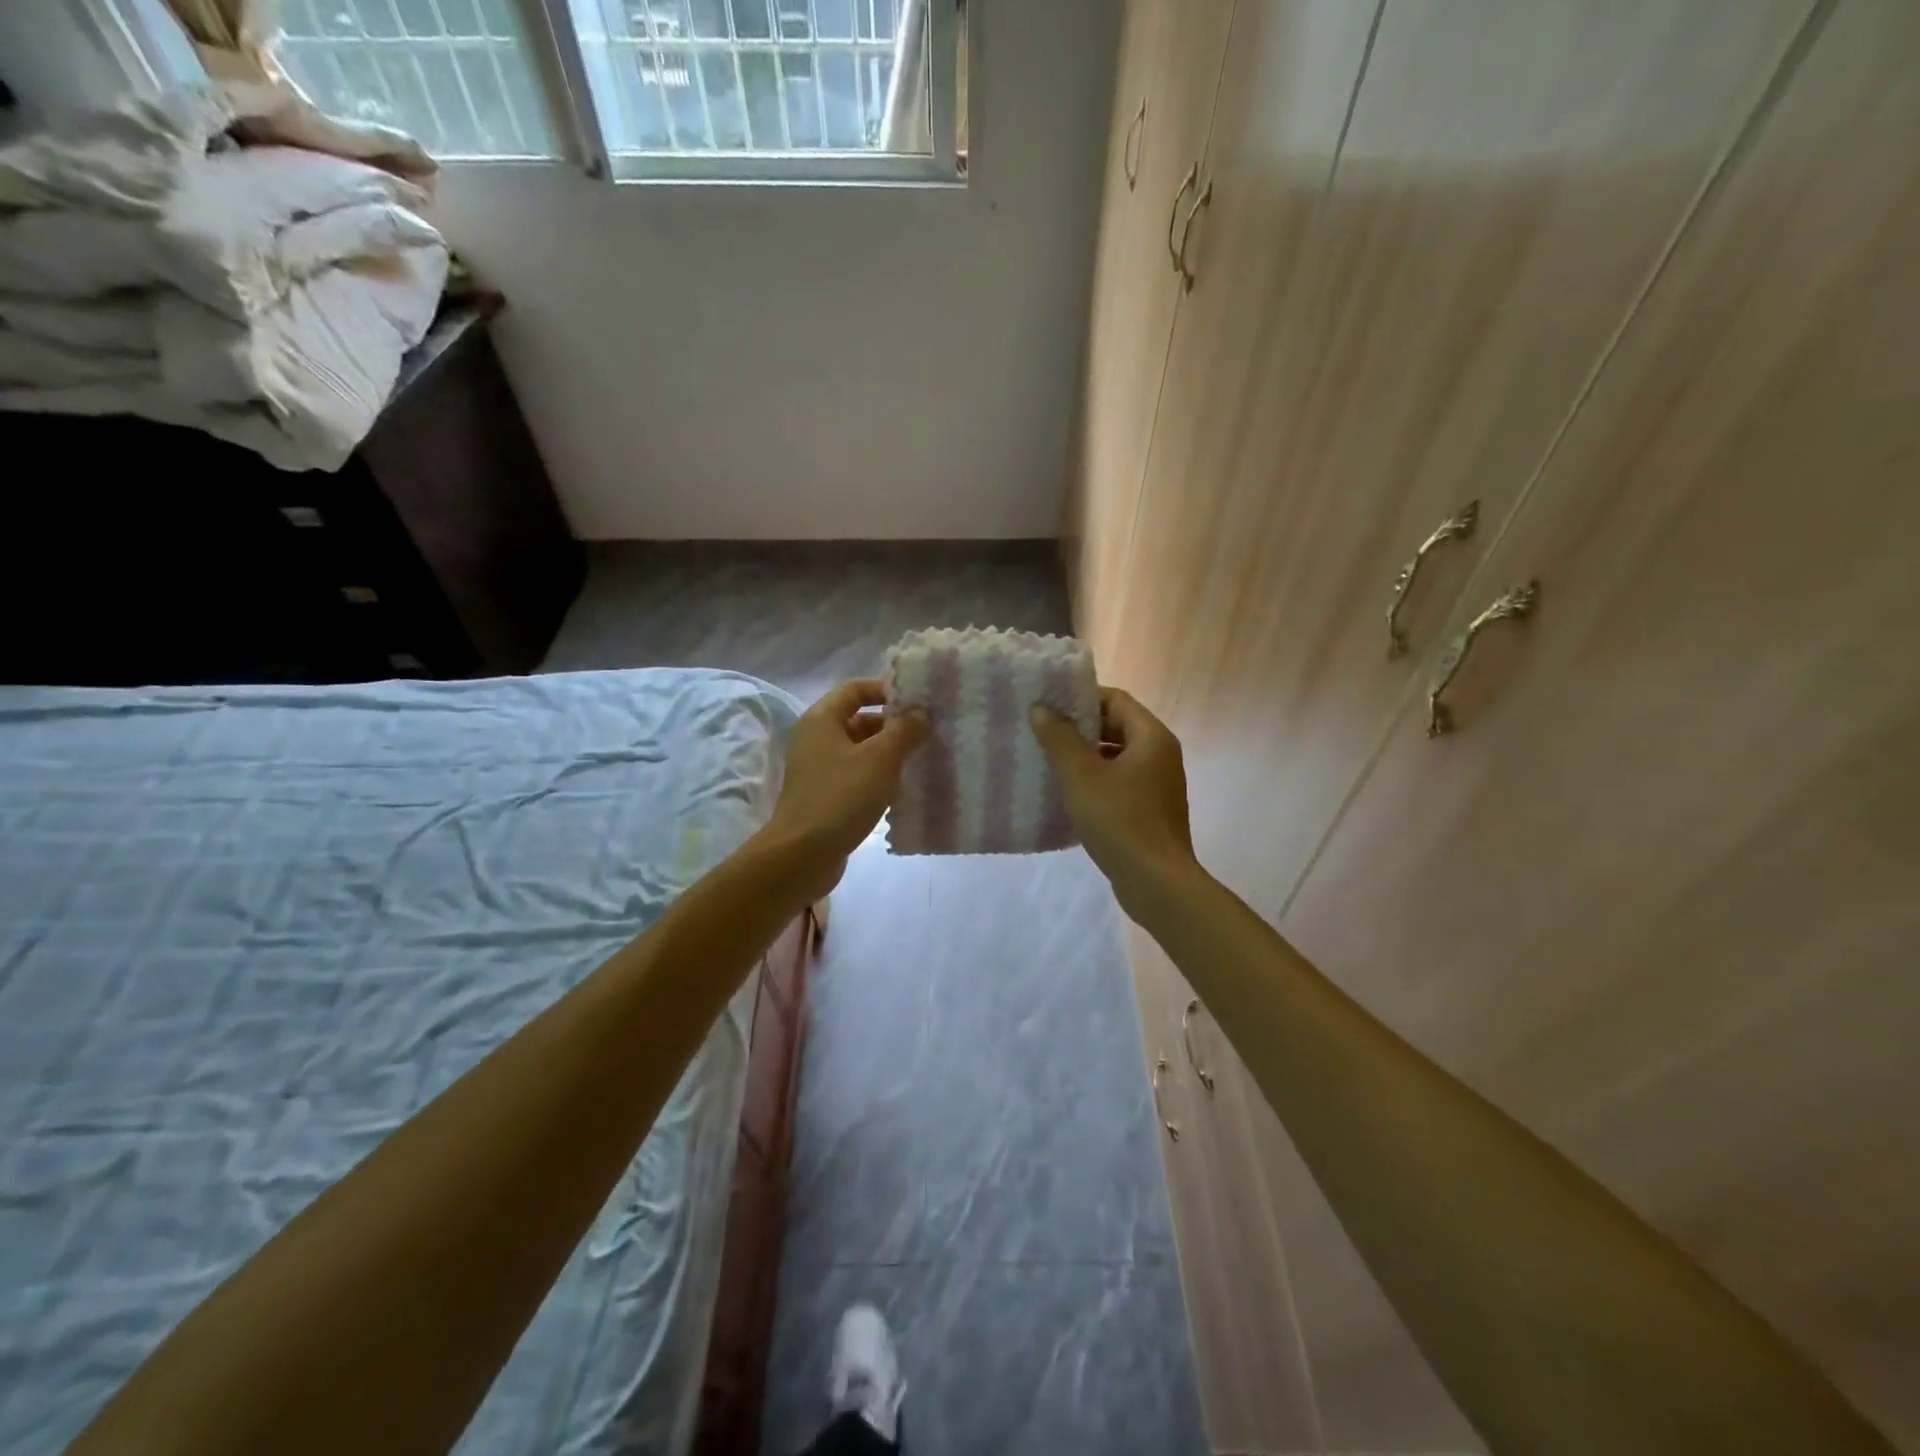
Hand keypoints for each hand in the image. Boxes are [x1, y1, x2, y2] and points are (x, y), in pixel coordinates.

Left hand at [755, 680, 927, 902]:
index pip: (855, 689)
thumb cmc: (841, 797)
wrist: (802, 855)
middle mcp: (816, 739)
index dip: (886, 690)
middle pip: (859, 719)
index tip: (918, 703)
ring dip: (888, 754)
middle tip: (927, 734)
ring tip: (921, 761)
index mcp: (821, 719)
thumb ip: (905, 730)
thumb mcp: (881, 758)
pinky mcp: (825, 796)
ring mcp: (818, 770)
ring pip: (860, 751)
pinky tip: (902, 791)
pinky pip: (856, 776)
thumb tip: (921, 714)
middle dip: (893, 725)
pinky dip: (878, 778)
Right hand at [1031, 687, 1197, 912]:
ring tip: (1050, 761)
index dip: (1081, 698)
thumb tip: (1041, 709)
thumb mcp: (1081, 776)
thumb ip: (1059, 738)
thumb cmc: (1119, 821)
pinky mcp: (1152, 810)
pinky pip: (1121, 782)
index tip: (1049, 706)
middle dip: (1081, 728)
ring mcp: (1159, 784)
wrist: (1156, 882)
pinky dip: (1097, 780)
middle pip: (1118, 726)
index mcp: (1151, 737)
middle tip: (1044, 732)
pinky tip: (1070, 794)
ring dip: (1086, 756)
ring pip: (1118, 756)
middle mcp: (1161, 754)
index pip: (1115, 699)